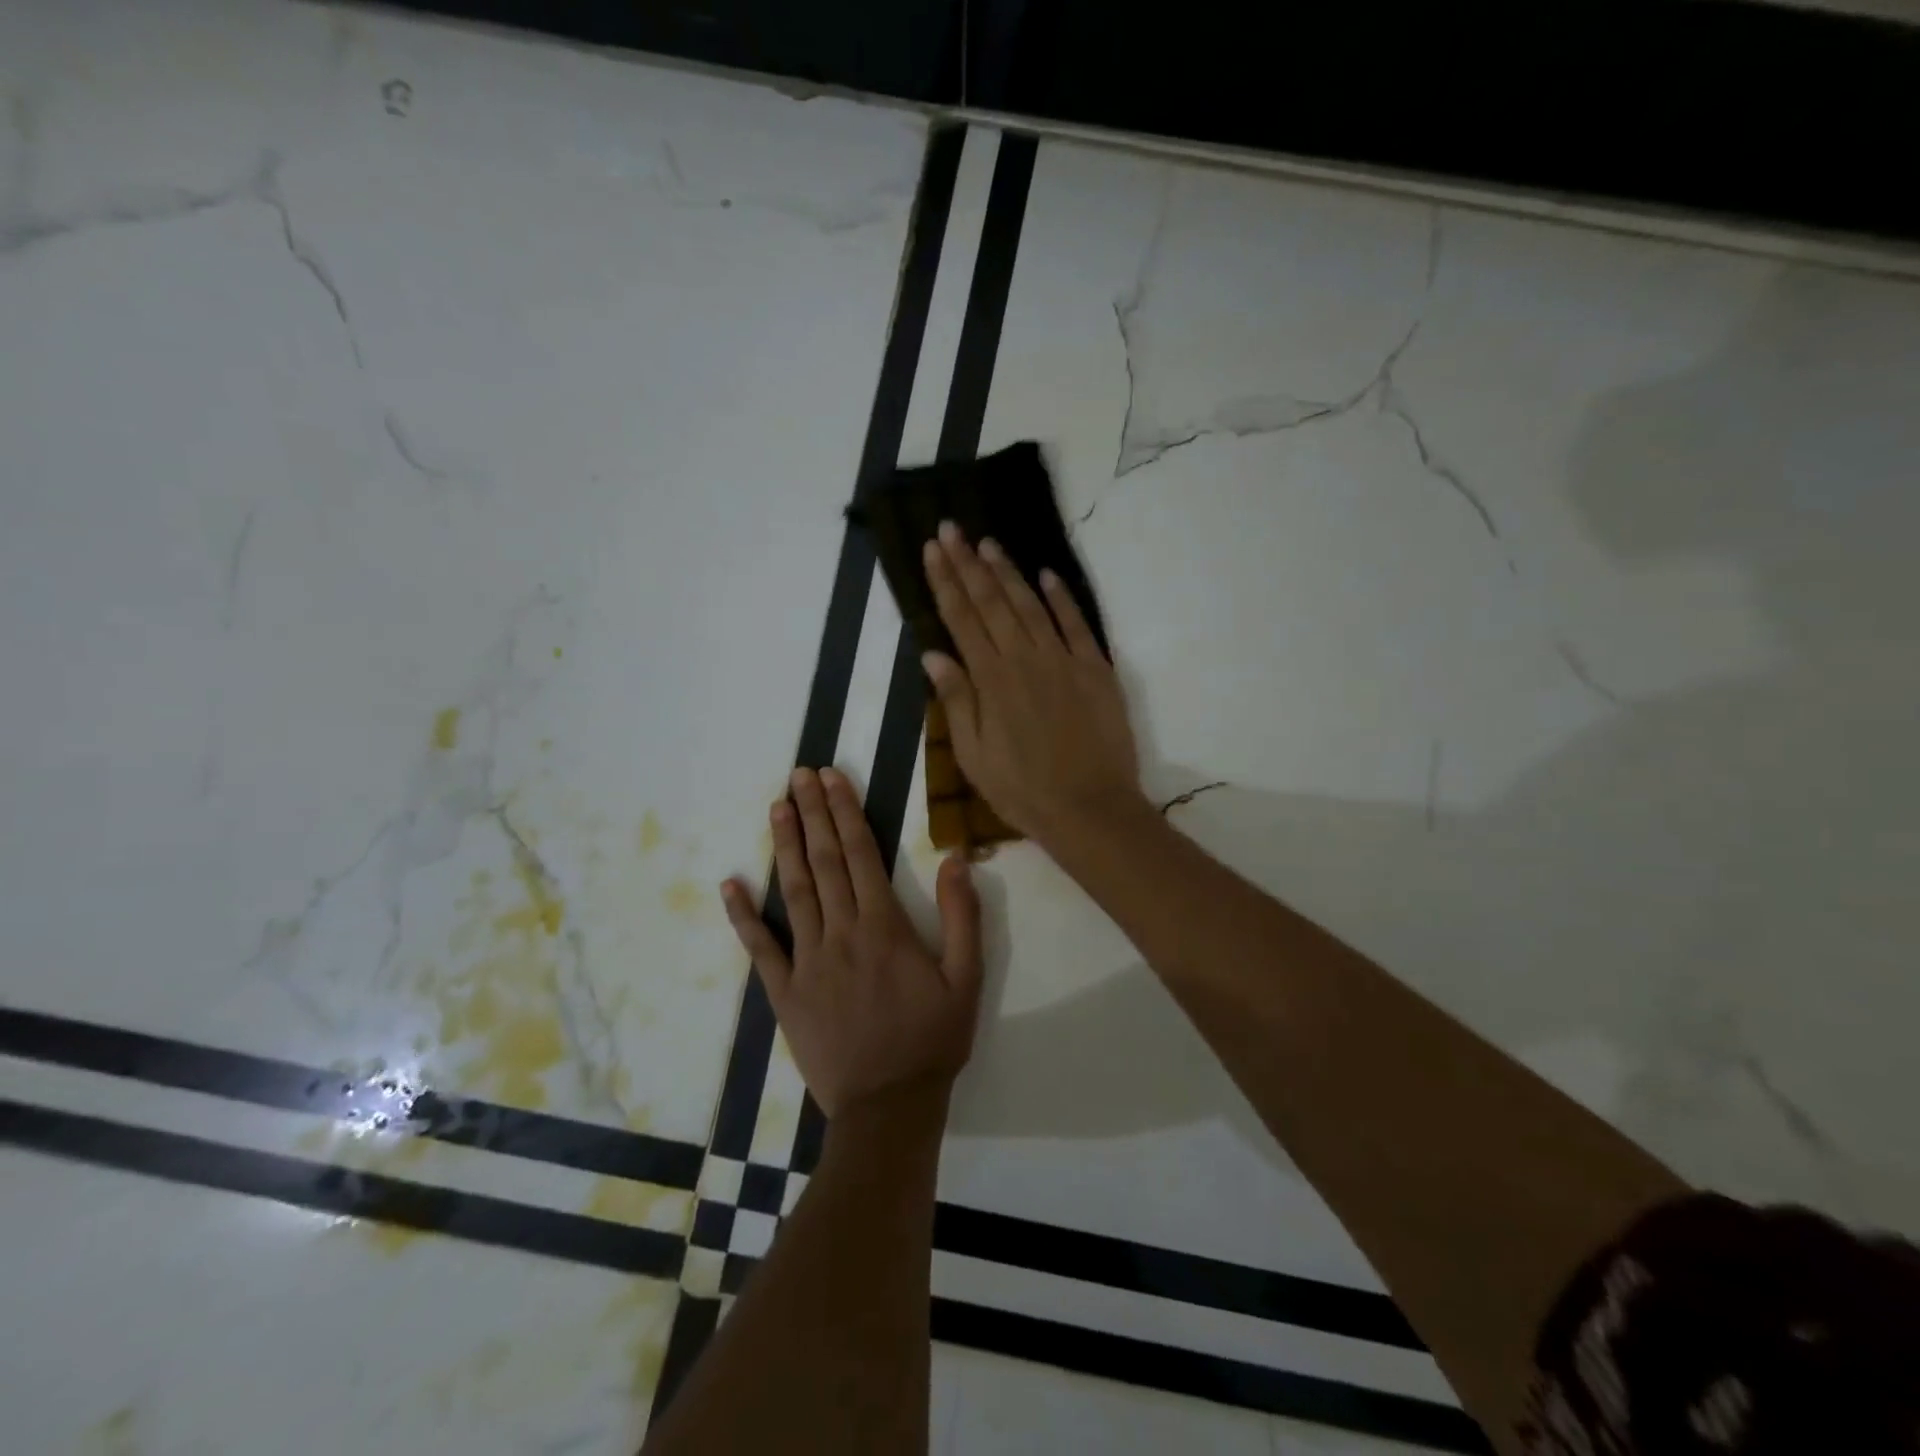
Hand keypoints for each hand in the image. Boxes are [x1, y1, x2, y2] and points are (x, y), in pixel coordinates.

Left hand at [720, 767, 982, 1116]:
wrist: (888, 1107)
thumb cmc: (931, 1040)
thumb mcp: (967, 979)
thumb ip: (963, 917)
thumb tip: (956, 859)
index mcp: (884, 927)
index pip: (861, 854)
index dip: (846, 812)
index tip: (831, 778)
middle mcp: (841, 933)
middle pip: (824, 861)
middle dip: (813, 814)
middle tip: (798, 775)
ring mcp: (808, 962)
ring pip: (794, 892)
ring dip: (785, 846)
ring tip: (777, 808)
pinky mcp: (785, 992)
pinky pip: (760, 947)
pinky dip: (743, 915)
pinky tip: (730, 884)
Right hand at [921, 523, 1144, 844]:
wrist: (1091, 810)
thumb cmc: (1023, 791)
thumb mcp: (974, 757)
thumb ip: (955, 701)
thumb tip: (932, 654)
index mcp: (991, 681)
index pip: (961, 619)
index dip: (945, 582)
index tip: (931, 549)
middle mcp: (1024, 660)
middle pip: (992, 602)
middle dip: (968, 563)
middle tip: (951, 528)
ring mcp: (1064, 660)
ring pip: (1031, 605)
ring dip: (1008, 571)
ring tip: (988, 542)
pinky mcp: (1096, 669)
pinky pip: (1077, 624)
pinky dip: (1061, 597)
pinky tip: (1046, 575)